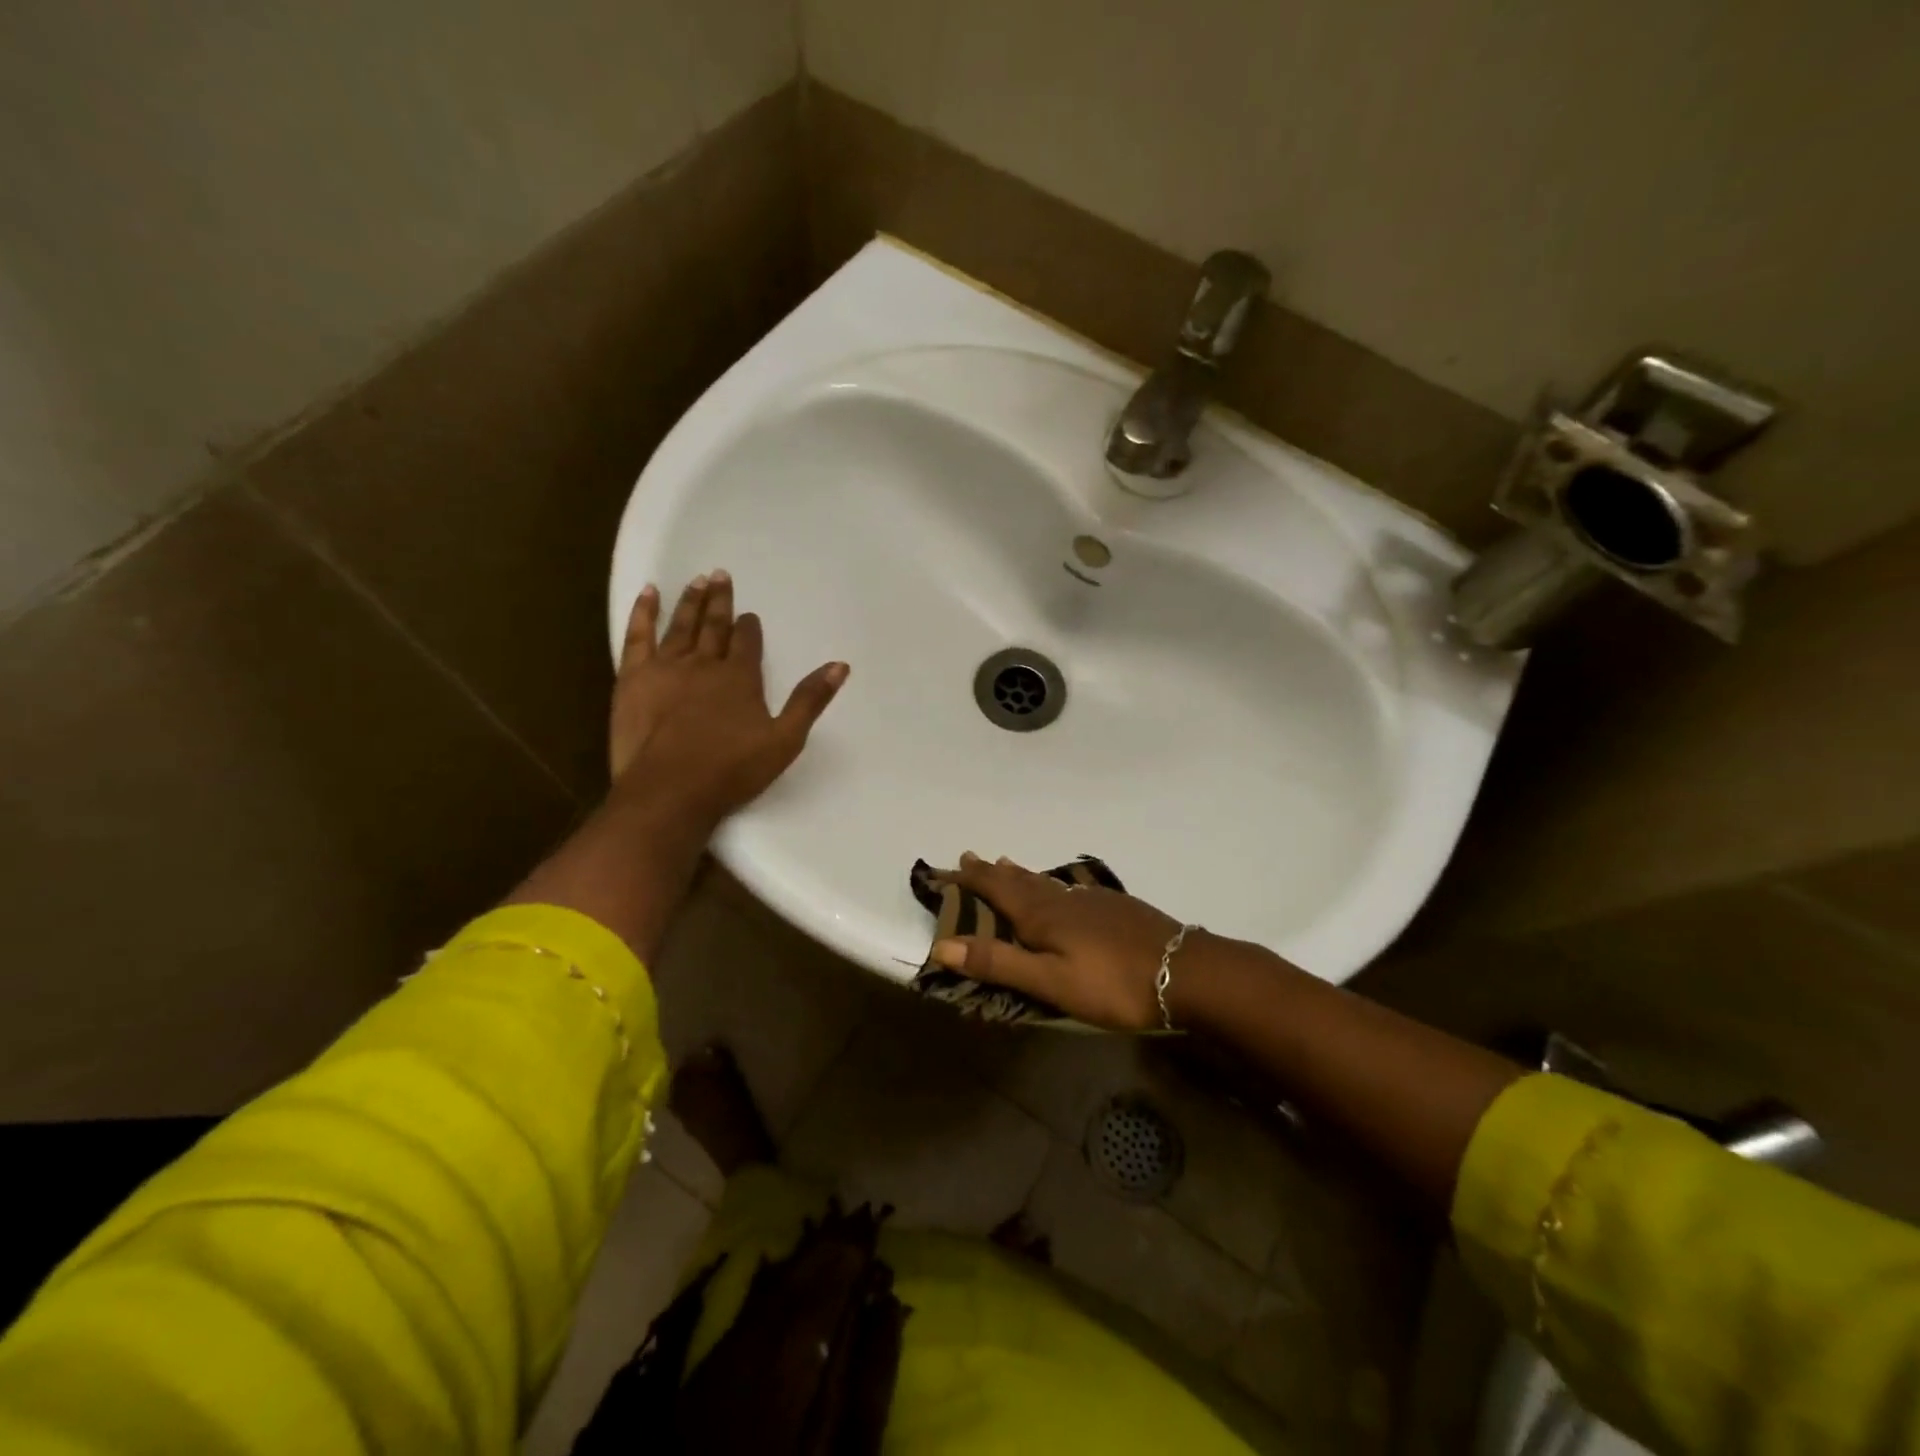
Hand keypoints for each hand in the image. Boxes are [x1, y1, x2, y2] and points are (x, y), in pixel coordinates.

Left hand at [610, 571, 847, 822]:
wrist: (669, 791)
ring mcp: (666, 668)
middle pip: (714, 625)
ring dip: (690, 601)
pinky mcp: (633, 678)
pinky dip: (643, 612)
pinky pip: (638, 635)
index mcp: (740, 677)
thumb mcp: (784, 740)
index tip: (750, 615)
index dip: (750, 627)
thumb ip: (810, 701)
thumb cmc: (731, 770)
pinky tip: (648, 593)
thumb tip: (840, 665)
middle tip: (721, 575)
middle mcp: (704, 663)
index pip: (747, 642)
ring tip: (697, 579)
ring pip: (681, 625)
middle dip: (720, 601)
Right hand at [928, 853, 1188, 1030]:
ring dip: (1020, 873)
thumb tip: (942, 944)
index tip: (943, 869)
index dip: (968, 880)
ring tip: (1005, 862)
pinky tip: (1064, 888)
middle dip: (990, 871)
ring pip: (1045, 881)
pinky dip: (1051, 883)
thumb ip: (999, 963)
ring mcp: (1091, 900)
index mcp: (1041, 916)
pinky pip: (1070, 888)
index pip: (995, 890)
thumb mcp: (1050, 982)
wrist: (1186, 971)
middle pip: (1018, 880)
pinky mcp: (1115, 907)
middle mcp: (1062, 899)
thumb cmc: (1112, 983)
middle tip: (969, 856)